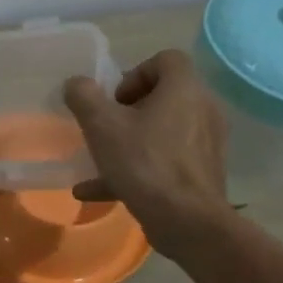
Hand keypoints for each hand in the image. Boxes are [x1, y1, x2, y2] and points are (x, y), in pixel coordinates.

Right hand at [65, 49, 231, 252]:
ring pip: (162, 132)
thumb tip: (76, 84)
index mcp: (184, 90)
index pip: (166, 60)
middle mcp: (202, 110)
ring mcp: (206, 144)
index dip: (135, 73)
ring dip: (130, 141)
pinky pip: (166, 161)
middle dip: (129, 111)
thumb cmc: (145, 163)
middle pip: (164, 96)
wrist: (188, 222)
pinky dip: (138, 169)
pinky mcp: (202, 173)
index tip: (114, 100)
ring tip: (99, 161)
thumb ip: (84, 97)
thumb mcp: (102, 126)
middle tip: (107, 128)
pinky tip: (100, 191)